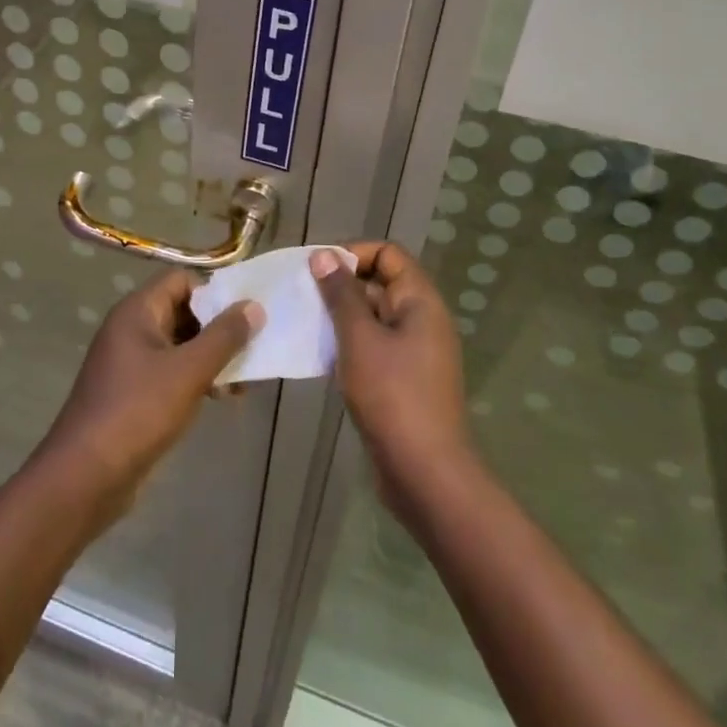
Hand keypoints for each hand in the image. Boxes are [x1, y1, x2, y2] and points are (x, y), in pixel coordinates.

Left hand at [36, 269, 260, 526]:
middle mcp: (131, 330)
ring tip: (243, 380)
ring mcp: (129, 364)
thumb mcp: (189, 371)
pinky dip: (197, 379)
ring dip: (211, 357)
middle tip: (253, 347)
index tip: (247, 312)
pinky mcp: (133, 394)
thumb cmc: (138, 411)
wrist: (85, 477)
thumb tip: (254, 306)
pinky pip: (171, 373)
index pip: (181, 281)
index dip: (214, 291)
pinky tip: (221, 398)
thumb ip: (224, 336)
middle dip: (218, 329)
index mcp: (137, 312)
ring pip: (180, 346)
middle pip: (183, 312)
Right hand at [311, 244, 474, 512]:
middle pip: (380, 283)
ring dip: (340, 317)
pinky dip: (348, 344)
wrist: (425, 472)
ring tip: (305, 323)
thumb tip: (324, 255)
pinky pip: (373, 346)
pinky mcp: (403, 379)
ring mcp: (414, 352)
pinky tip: (320, 355)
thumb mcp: (359, 339)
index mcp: (420, 301)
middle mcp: (422, 319)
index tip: (317, 269)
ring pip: (373, 317)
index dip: (353, 253)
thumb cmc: (392, 396)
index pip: (388, 254)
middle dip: (341, 285)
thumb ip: (341, 294)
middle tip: (302, 296)